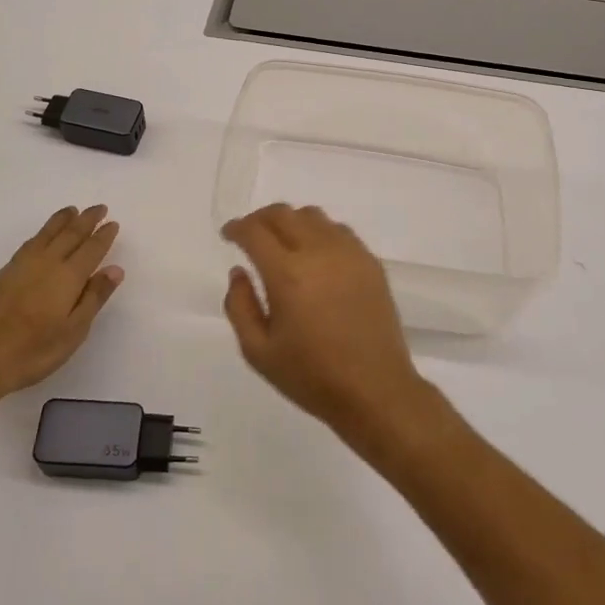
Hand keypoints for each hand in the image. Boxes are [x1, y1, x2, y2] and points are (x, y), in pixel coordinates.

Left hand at [0, 205, 122, 397]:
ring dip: (63, 220)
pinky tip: (43, 235)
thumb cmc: (33, 352)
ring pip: (47, 233)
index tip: (112, 223)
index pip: (91, 249)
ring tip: (73, 210)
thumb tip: (115, 269)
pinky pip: (30, 242)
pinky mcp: (4, 273)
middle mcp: (47, 263)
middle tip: (99, 207)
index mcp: (68, 277)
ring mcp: (22, 265)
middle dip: (87, 220)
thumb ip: (94, 297)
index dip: (103, 236)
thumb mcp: (73, 331)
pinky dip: (42, 233)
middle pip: (70, 234)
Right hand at [221, 204, 429, 436]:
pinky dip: (319, 232)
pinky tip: (315, 255)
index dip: (237, 228)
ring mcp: (349, 253)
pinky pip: (339, 230)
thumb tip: (239, 272)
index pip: (255, 231)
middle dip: (260, 219)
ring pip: (313, 216)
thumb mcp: (259, 352)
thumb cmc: (311, 376)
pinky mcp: (370, 262)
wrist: (375, 391)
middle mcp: (318, 252)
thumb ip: (239, 306)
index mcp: (287, 274)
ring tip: (283, 243)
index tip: (228, 235)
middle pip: (283, 214)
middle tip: (250, 236)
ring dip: (290, 222)